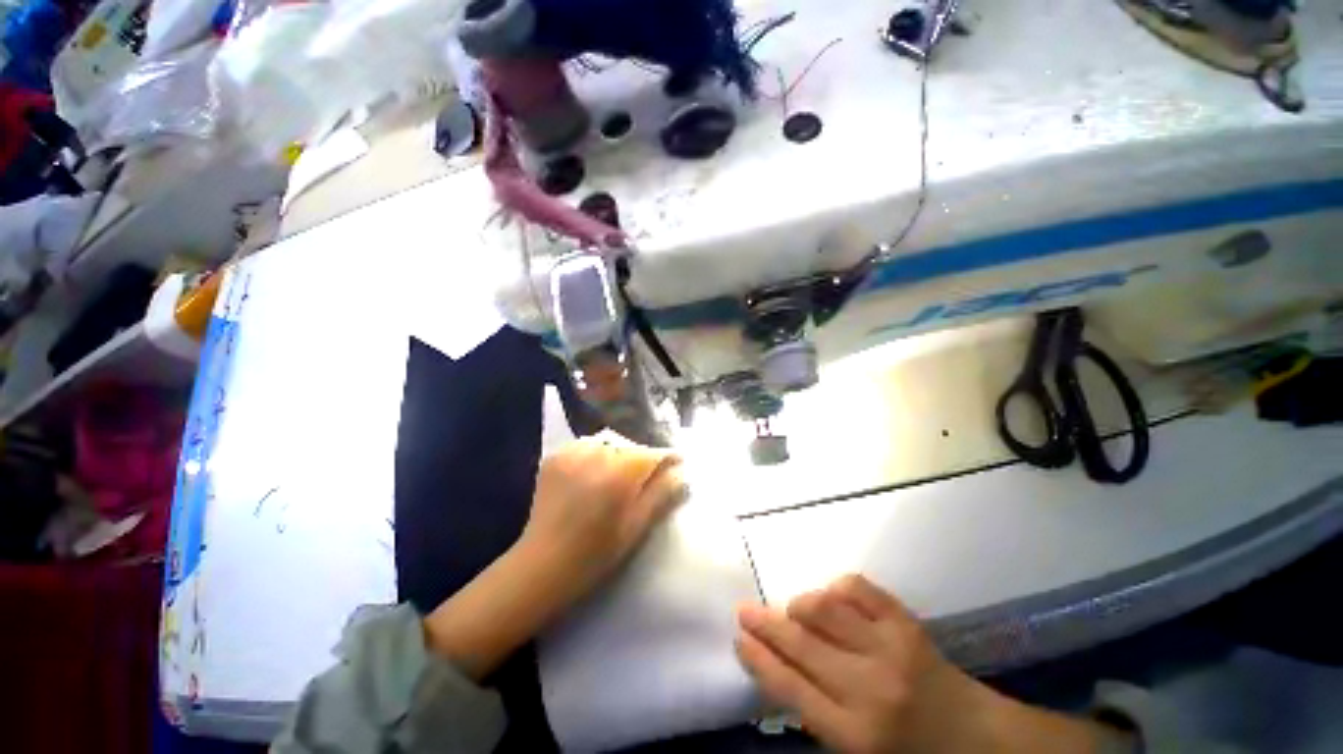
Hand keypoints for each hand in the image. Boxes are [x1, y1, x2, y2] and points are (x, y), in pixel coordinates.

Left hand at [425, 437, 684, 679]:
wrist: (542, 565)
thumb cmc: (596, 553)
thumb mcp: (637, 527)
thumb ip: (662, 494)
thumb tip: (682, 471)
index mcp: (620, 473)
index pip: (653, 453)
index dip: (669, 458)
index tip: (678, 463)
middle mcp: (597, 453)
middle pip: (631, 446)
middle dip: (643, 458)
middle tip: (647, 476)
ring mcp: (572, 452)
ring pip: (609, 443)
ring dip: (619, 454)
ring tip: (619, 474)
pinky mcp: (556, 456)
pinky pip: (586, 445)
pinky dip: (596, 454)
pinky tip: (595, 472)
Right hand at [736, 575, 1129, 753]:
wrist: (980, 740)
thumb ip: (819, 716)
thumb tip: (780, 671)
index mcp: (856, 734)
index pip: (791, 688)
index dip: (760, 659)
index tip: (739, 638)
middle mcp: (870, 687)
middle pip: (801, 645)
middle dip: (766, 624)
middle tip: (744, 609)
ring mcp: (890, 647)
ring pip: (825, 609)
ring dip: (800, 605)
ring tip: (791, 608)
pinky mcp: (907, 622)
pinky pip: (858, 589)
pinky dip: (837, 587)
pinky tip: (832, 596)